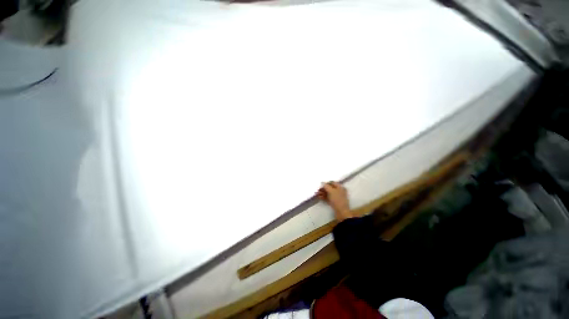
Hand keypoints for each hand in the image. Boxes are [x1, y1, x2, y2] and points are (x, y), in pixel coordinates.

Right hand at [317, 181, 353, 221]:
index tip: (320, 185)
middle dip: (323, 189)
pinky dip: (324, 197)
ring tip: (316, 194)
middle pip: (330, 188)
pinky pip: (328, 198)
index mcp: (340, 187)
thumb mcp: (331, 191)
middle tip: (317, 190)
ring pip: (328, 193)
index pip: (332, 182)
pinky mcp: (334, 202)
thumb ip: (326, 186)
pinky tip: (319, 197)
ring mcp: (337, 197)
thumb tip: (322, 182)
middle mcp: (339, 191)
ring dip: (322, 193)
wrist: (341, 212)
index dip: (326, 183)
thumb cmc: (337, 200)